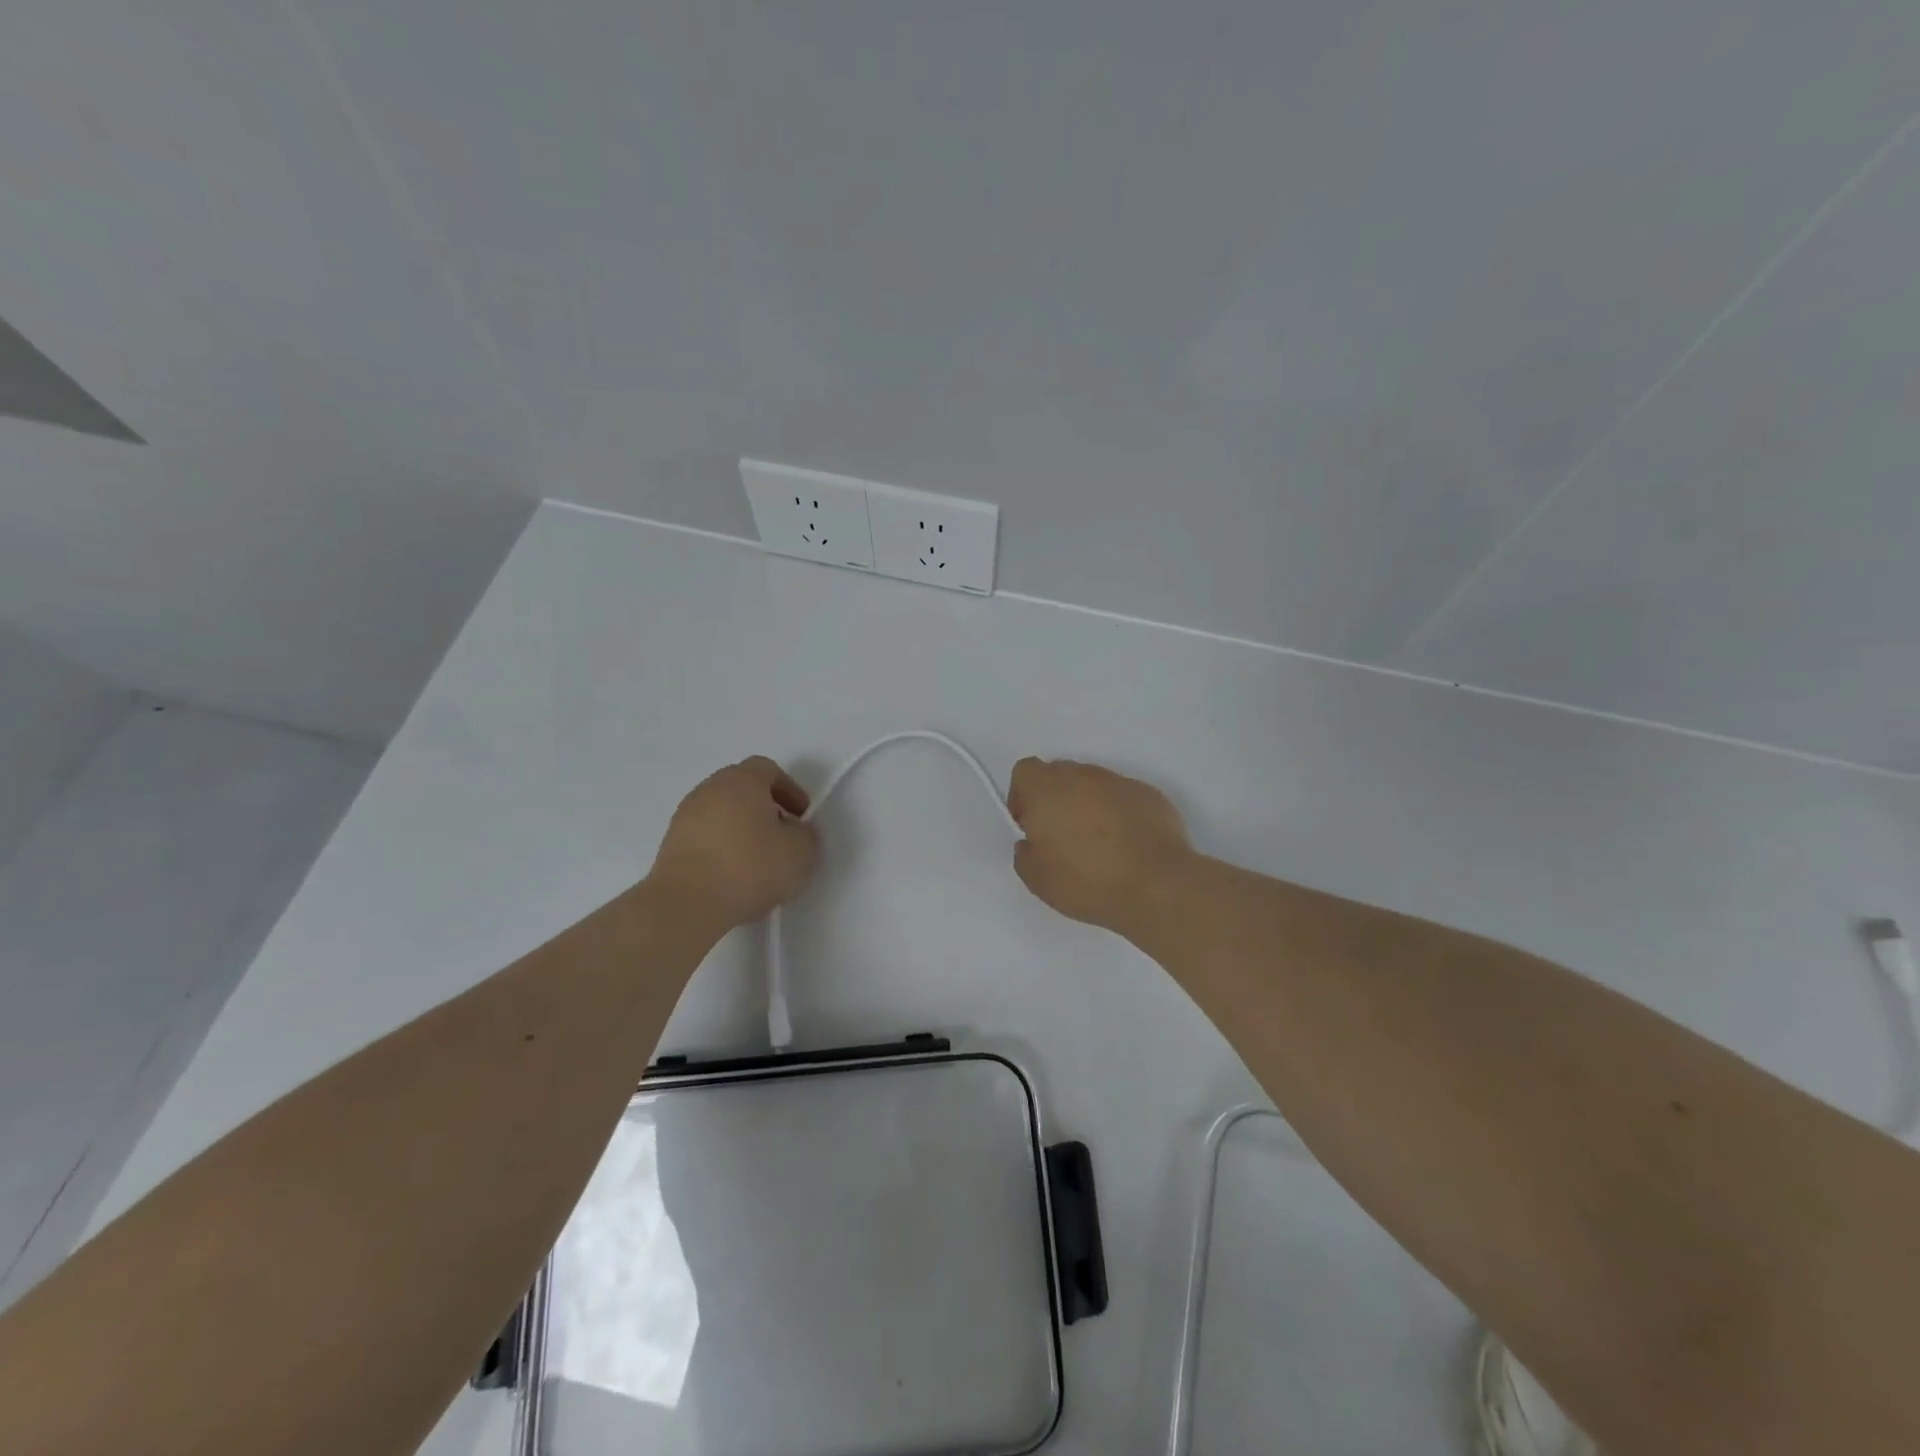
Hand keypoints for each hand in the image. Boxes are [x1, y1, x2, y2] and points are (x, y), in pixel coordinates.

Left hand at [648, 757, 818, 928]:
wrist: (686, 905)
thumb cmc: (750, 869)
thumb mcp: (801, 854)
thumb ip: (807, 835)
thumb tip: (797, 831)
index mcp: (742, 781)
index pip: (767, 769)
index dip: (789, 789)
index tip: (801, 816)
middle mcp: (710, 789)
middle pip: (741, 788)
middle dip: (764, 807)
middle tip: (781, 834)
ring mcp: (685, 816)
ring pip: (720, 812)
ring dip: (741, 828)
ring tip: (757, 860)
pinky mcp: (670, 845)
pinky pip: (704, 835)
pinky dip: (721, 847)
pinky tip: (732, 875)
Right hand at [1008, 758, 1193, 932]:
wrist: (1157, 886)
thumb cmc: (1088, 882)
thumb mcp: (1038, 880)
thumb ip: (1025, 854)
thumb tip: (1032, 843)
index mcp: (1046, 790)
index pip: (1025, 771)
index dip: (1023, 796)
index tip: (1031, 826)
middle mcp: (1081, 776)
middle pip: (1060, 774)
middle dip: (1056, 799)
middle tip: (1063, 837)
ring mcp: (1118, 782)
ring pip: (1093, 784)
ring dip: (1088, 804)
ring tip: (1099, 844)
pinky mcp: (1149, 794)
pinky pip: (1123, 797)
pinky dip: (1119, 813)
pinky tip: (1128, 845)